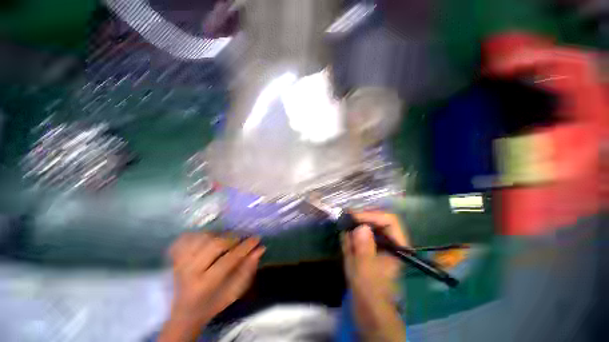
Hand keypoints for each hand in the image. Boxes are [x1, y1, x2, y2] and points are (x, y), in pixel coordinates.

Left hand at [159, 232, 264, 341]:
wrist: (185, 312)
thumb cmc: (213, 303)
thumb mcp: (234, 292)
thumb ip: (248, 270)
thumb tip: (260, 249)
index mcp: (205, 285)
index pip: (229, 259)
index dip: (245, 246)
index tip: (257, 239)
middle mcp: (189, 272)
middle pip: (214, 245)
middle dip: (232, 238)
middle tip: (241, 239)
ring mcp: (179, 263)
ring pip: (202, 237)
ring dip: (219, 235)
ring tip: (226, 240)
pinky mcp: (174, 257)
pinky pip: (188, 237)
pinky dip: (200, 234)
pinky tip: (209, 238)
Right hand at [342, 211, 408, 341]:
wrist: (368, 308)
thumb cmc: (370, 291)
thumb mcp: (365, 270)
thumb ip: (364, 248)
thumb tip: (361, 227)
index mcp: (396, 245)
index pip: (389, 221)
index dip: (372, 215)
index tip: (354, 217)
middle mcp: (389, 241)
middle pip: (378, 220)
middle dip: (362, 217)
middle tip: (346, 216)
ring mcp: (379, 244)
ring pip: (368, 226)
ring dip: (356, 224)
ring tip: (344, 223)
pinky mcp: (369, 248)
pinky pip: (361, 234)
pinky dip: (352, 232)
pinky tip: (345, 235)